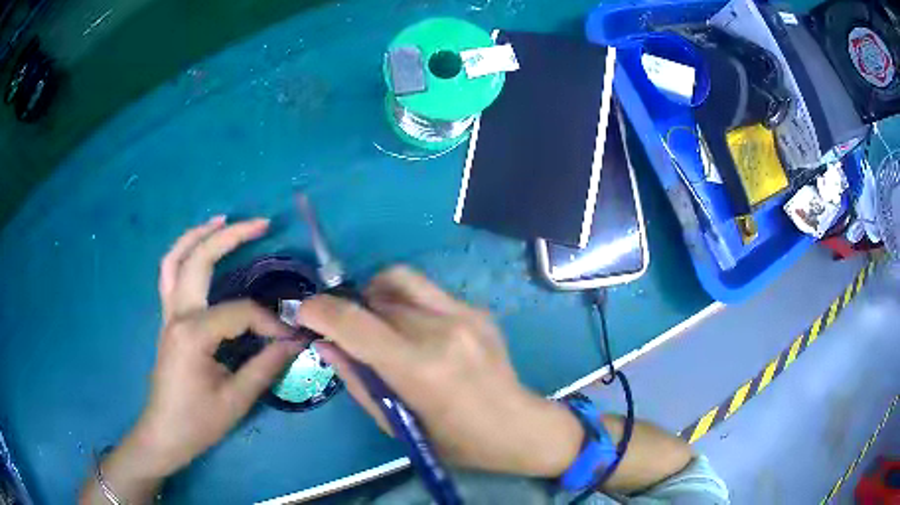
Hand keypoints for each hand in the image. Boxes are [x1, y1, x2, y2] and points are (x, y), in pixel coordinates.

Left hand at [81, 218, 300, 503]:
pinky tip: (198, 250)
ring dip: (198, 235)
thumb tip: (295, 341)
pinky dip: (183, 254)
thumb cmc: (198, 422)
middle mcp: (177, 314)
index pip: (239, 313)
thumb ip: (266, 366)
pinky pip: (170, 275)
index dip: (269, 323)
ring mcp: (168, 314)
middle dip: (231, 237)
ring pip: (175, 259)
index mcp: (194, 334)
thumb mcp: (236, 400)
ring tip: (222, 220)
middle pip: (199, 260)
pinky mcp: (167, 319)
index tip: (291, 339)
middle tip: (261, 224)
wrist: (164, 434)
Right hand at [299, 266, 583, 477]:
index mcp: (420, 369)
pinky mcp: (477, 309)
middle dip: (349, 309)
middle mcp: (441, 330)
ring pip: (400, 280)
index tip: (304, 313)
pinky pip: (426, 291)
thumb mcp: (397, 423)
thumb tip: (325, 344)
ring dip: (375, 295)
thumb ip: (357, 380)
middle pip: (375, 297)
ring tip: (375, 321)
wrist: (518, 426)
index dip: (320, 311)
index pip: (355, 323)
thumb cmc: (455, 441)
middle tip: (345, 330)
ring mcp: (464, 313)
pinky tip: (414, 330)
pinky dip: (405, 302)